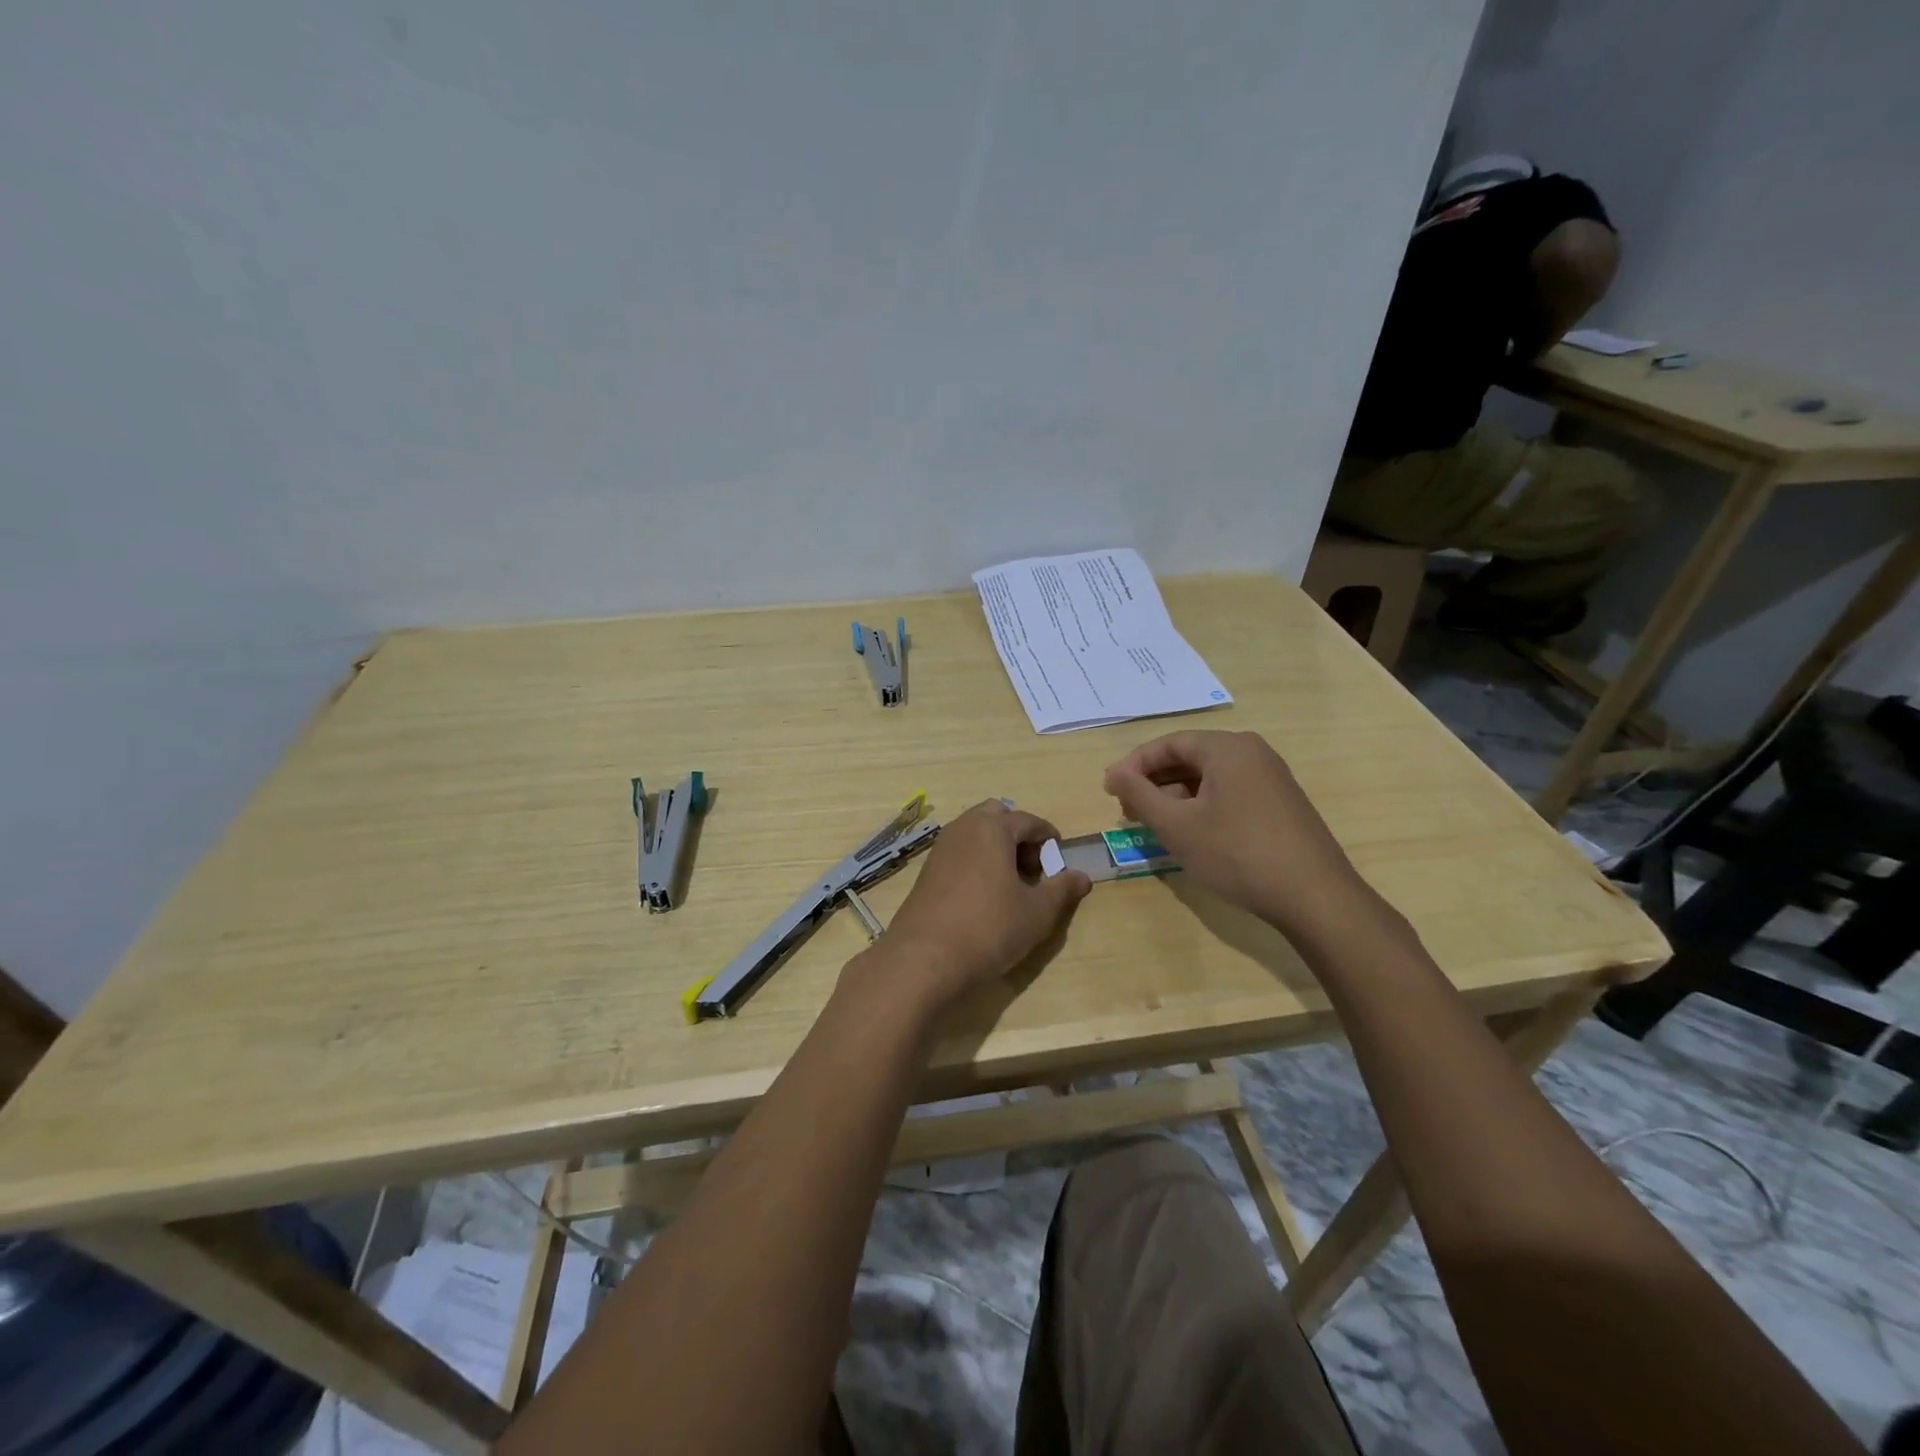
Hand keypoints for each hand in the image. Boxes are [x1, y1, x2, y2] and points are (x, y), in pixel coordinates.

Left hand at [876, 800, 1091, 1006]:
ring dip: (996, 848)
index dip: (1049, 840)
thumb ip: (1062, 889)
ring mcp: (941, 848)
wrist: (924, 958)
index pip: (1029, 821)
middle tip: (1032, 870)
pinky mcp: (926, 870)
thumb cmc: (989, 928)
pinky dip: (976, 861)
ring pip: (975, 833)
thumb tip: (1082, 876)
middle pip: (997, 817)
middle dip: (1019, 836)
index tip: (1060, 863)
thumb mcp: (1037, 912)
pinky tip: (983, 896)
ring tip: (1010, 885)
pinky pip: (959, 852)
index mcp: (992, 828)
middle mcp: (963, 828)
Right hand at [1103, 730, 1370, 939]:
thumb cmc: (1237, 854)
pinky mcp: (1281, 802)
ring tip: (1154, 824)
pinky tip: (1191, 832)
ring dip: (1176, 795)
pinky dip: (1202, 805)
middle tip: (1127, 809)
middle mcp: (1252, 752)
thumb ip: (1139, 795)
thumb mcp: (1177, 826)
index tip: (1110, 791)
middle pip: (1190, 757)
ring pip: (1210, 776)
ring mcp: (1271, 777)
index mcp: (1227, 747)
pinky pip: (1230, 791)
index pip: (1168, 743)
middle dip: (1154, 781)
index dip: (1134, 765)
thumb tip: (1114, 773)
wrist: (1314, 897)